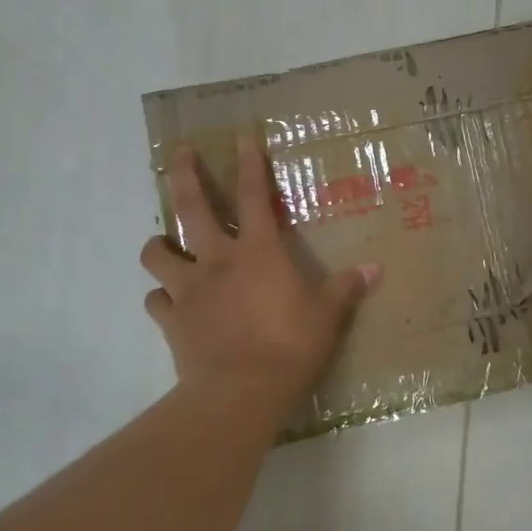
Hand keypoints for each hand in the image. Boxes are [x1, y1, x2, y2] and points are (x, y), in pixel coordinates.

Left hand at [140, 140, 380, 405]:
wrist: (241, 392)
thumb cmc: (290, 345)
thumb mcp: (327, 315)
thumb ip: (347, 288)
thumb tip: (375, 269)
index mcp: (257, 251)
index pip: (254, 196)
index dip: (249, 165)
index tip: (241, 139)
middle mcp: (216, 260)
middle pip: (191, 206)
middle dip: (184, 175)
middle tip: (179, 153)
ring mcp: (188, 289)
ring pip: (156, 253)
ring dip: (158, 243)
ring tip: (163, 243)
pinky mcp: (171, 320)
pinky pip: (155, 301)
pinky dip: (160, 297)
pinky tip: (169, 302)